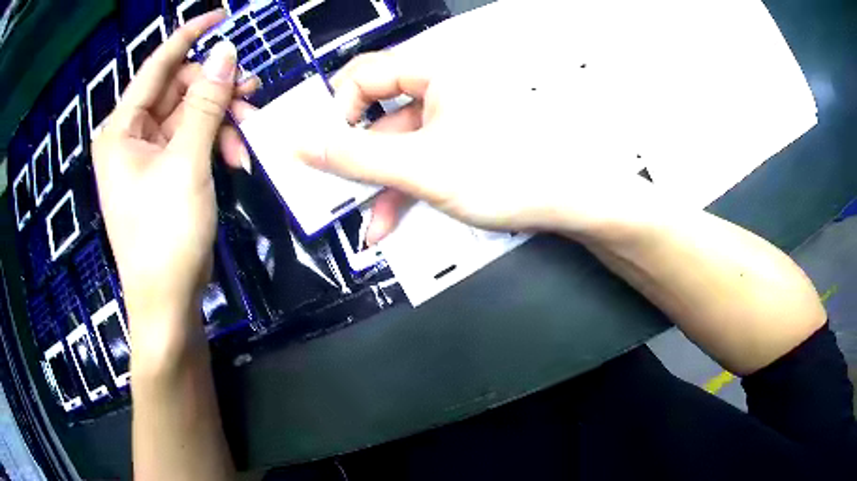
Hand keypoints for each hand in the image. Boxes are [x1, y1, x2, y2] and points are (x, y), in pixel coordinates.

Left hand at [92, 12, 255, 350]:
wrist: (166, 301)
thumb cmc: (164, 234)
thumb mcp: (186, 163)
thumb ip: (204, 103)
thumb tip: (226, 51)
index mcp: (121, 128)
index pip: (157, 66)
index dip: (189, 36)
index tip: (222, 15)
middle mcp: (130, 136)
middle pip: (178, 91)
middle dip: (216, 91)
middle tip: (253, 95)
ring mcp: (147, 155)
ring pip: (190, 116)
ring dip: (222, 120)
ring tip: (249, 134)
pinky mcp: (164, 173)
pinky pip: (192, 141)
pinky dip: (216, 143)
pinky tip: (236, 157)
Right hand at [296, 47, 650, 244]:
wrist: (572, 201)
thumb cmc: (514, 172)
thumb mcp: (421, 167)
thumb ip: (356, 157)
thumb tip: (305, 144)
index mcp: (435, 73)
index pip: (362, 75)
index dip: (337, 110)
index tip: (326, 147)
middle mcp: (441, 90)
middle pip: (376, 113)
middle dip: (356, 155)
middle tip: (338, 185)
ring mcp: (451, 120)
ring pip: (396, 145)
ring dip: (378, 183)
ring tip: (369, 219)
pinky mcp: (461, 145)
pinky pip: (418, 160)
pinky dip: (401, 188)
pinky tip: (391, 217)